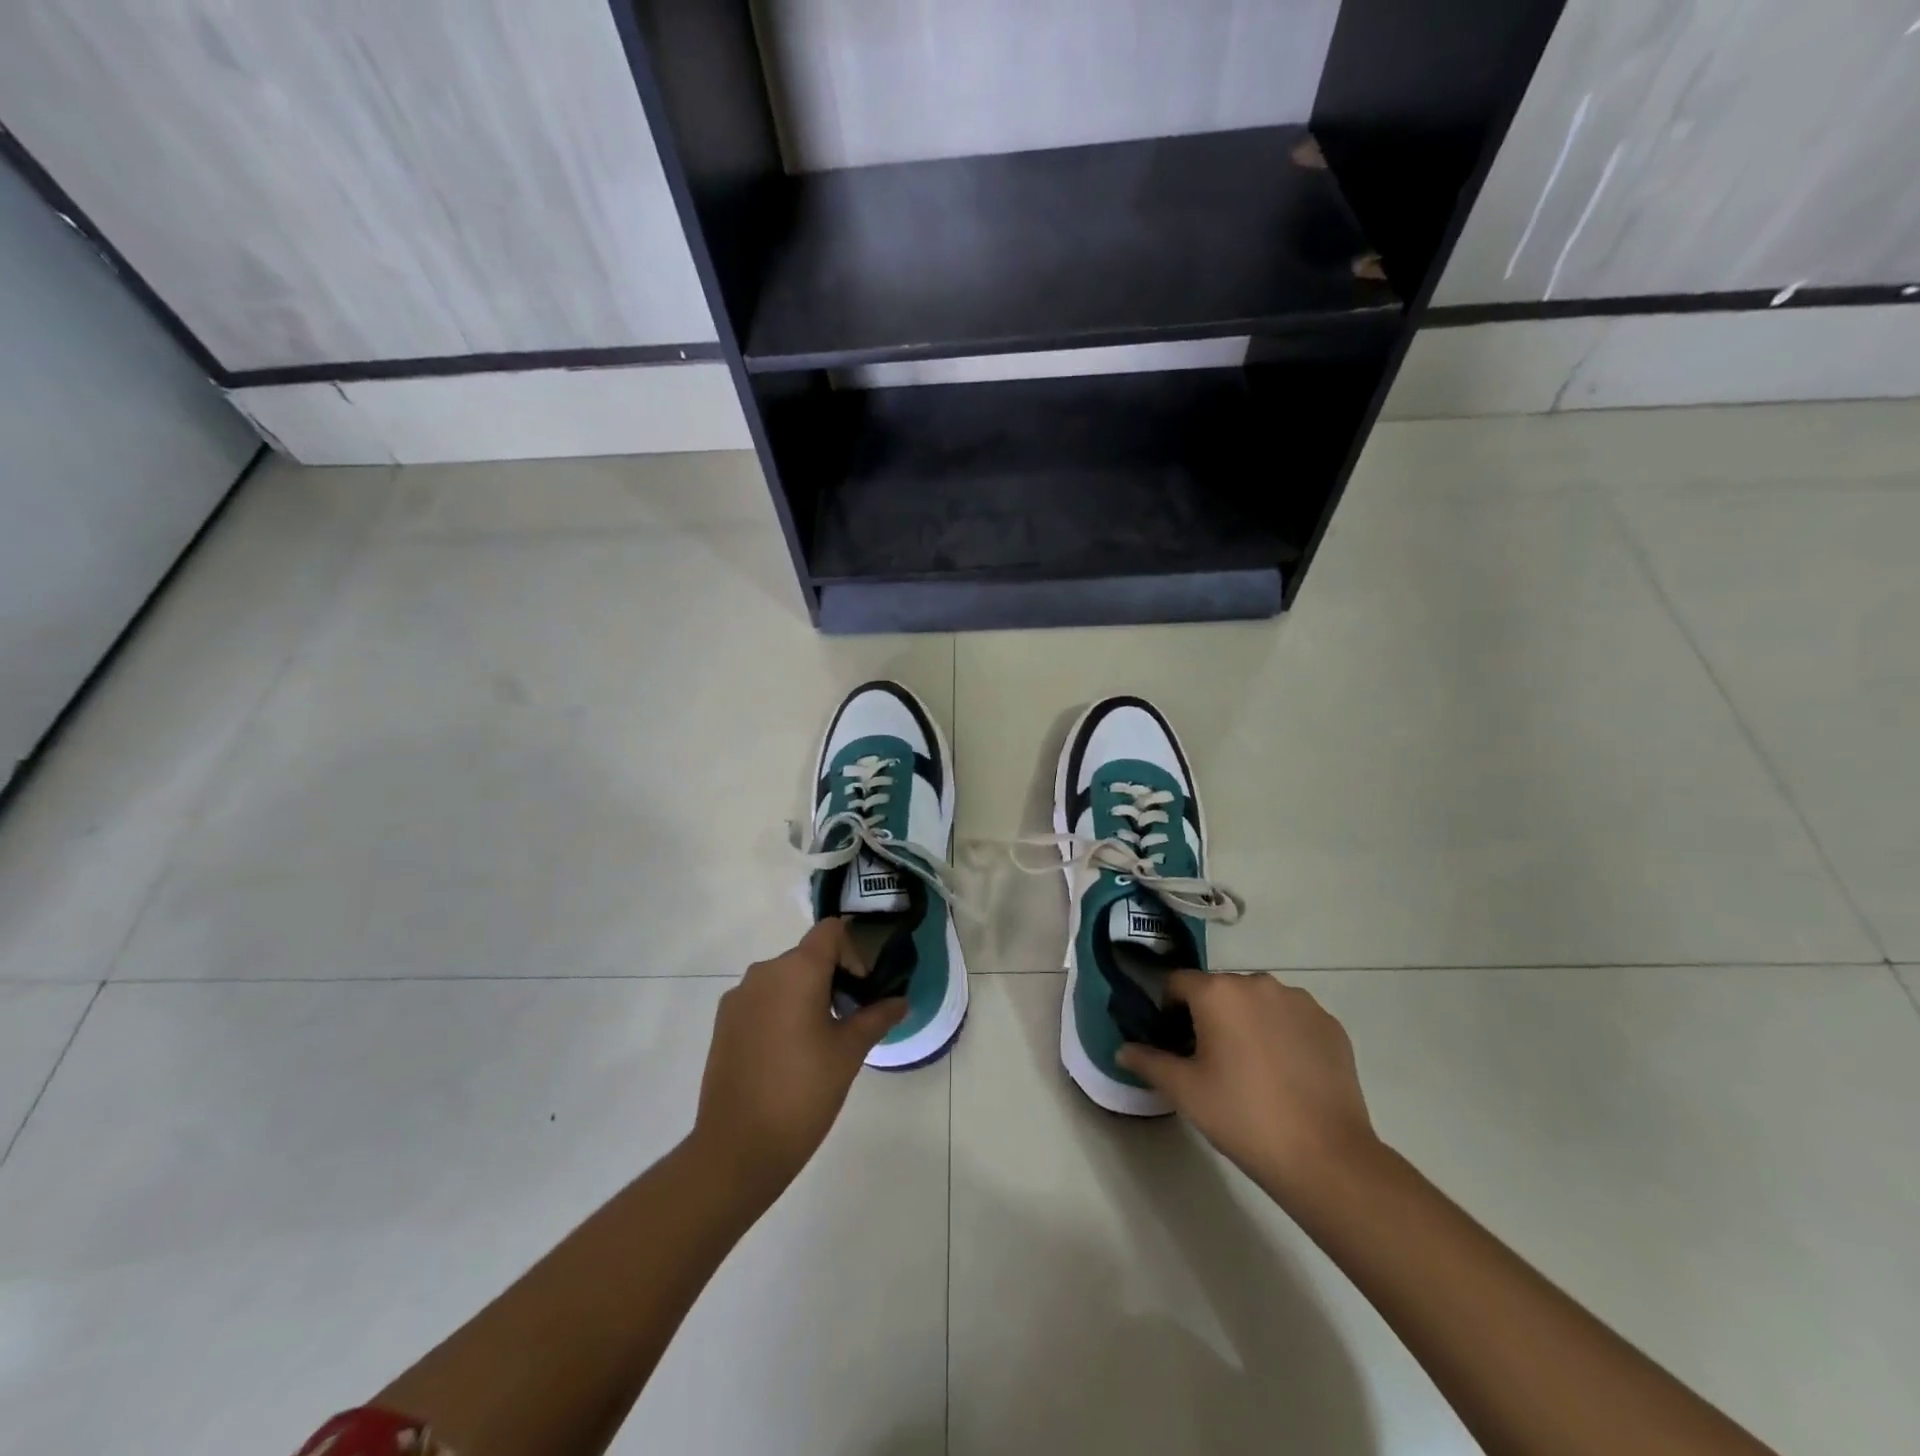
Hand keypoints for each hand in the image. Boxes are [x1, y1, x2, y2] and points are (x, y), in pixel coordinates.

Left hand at [692, 919, 905, 1204]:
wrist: (738, 1148)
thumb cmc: (803, 1092)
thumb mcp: (849, 1052)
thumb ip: (877, 1017)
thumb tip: (900, 1001)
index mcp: (796, 970)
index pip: (831, 931)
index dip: (854, 951)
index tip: (863, 988)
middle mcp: (763, 972)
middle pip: (808, 955)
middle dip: (834, 977)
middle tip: (851, 1017)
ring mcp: (738, 997)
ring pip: (784, 978)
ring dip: (807, 994)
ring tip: (821, 1039)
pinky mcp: (723, 1022)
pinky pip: (762, 1000)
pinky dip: (781, 1011)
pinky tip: (790, 1053)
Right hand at [1118, 973, 1377, 1203]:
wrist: (1325, 1157)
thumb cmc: (1243, 1117)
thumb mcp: (1185, 1091)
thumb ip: (1148, 1061)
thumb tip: (1122, 1049)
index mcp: (1218, 992)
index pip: (1177, 983)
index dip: (1168, 1009)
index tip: (1174, 1043)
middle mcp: (1258, 983)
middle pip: (1220, 990)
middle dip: (1209, 1016)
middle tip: (1210, 1061)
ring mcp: (1300, 1001)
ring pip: (1258, 1002)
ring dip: (1247, 1022)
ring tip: (1252, 1069)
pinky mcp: (1330, 1024)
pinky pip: (1292, 1018)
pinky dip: (1282, 1035)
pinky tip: (1286, 1075)